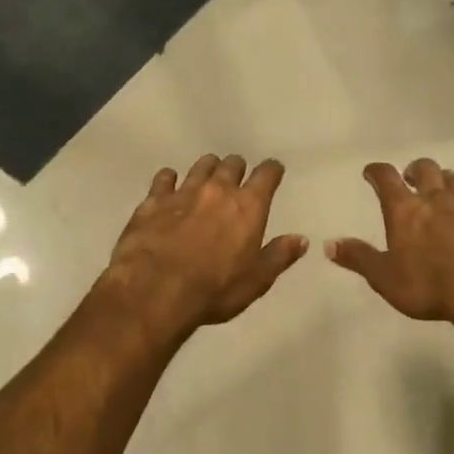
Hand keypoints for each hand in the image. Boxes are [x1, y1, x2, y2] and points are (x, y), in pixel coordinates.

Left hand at [103, 154, 307, 334]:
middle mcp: (218, 190)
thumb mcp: (255, 281)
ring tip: (207, 179)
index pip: (267, 174)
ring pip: (200, 166)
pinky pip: (164, 178)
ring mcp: (183, 191)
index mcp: (248, 206)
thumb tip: (300, 239)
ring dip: (207, 169)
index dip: (272, 170)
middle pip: (232, 164)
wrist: (155, 290)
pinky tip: (168, 187)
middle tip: (236, 179)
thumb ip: (278, 256)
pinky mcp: (154, 200)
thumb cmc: (213, 289)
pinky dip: (169, 180)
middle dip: (237, 168)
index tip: (273, 171)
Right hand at [326, 158, 453, 335]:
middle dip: (416, 170)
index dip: (376, 172)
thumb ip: (357, 257)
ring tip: (445, 184)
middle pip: (426, 170)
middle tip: (411, 177)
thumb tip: (328, 243)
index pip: (386, 178)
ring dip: (450, 180)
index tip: (370, 172)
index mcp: (405, 210)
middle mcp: (436, 200)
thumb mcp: (383, 276)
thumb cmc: (427, 284)